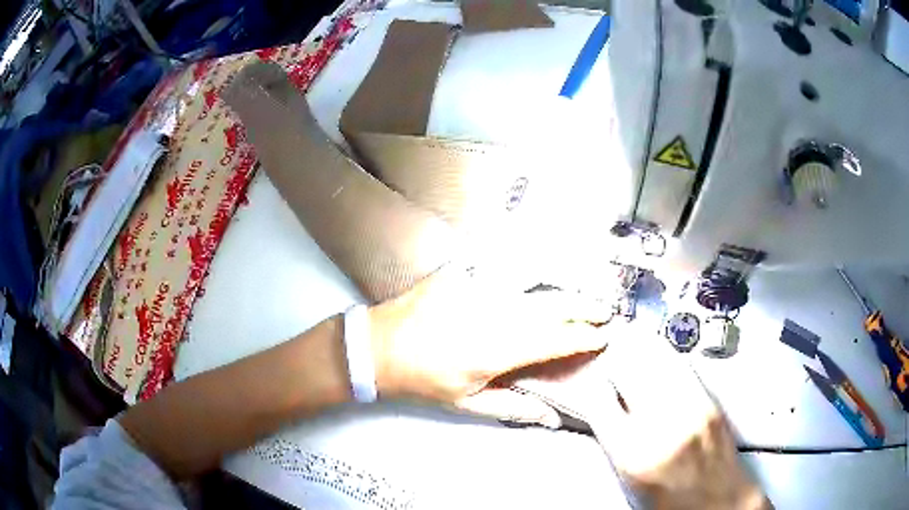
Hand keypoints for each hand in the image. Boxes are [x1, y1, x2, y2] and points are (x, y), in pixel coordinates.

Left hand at [368, 265, 610, 416]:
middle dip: (585, 309)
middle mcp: (495, 313)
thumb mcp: (467, 402)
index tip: (603, 338)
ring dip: (565, 290)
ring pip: (535, 284)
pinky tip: (546, 276)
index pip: (555, 340)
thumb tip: (552, 418)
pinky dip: (533, 273)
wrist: (378, 347)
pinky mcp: (464, 272)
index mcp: (498, 349)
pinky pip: (506, 268)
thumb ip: (514, 407)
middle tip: (606, 312)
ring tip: (586, 296)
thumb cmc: (423, 380)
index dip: (583, 339)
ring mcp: (478, 287)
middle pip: (552, 306)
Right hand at [589, 335, 770, 509]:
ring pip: (656, 362)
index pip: (599, 403)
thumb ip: (616, 440)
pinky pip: (681, 367)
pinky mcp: (709, 402)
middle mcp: (660, 426)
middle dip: (614, 360)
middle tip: (608, 356)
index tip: (589, 379)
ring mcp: (689, 409)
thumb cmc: (671, 499)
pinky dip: (665, 355)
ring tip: (629, 341)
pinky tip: (658, 349)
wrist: (717, 501)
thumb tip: (606, 408)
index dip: (591, 386)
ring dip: (639, 350)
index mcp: (631, 455)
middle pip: (629, 374)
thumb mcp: (631, 477)